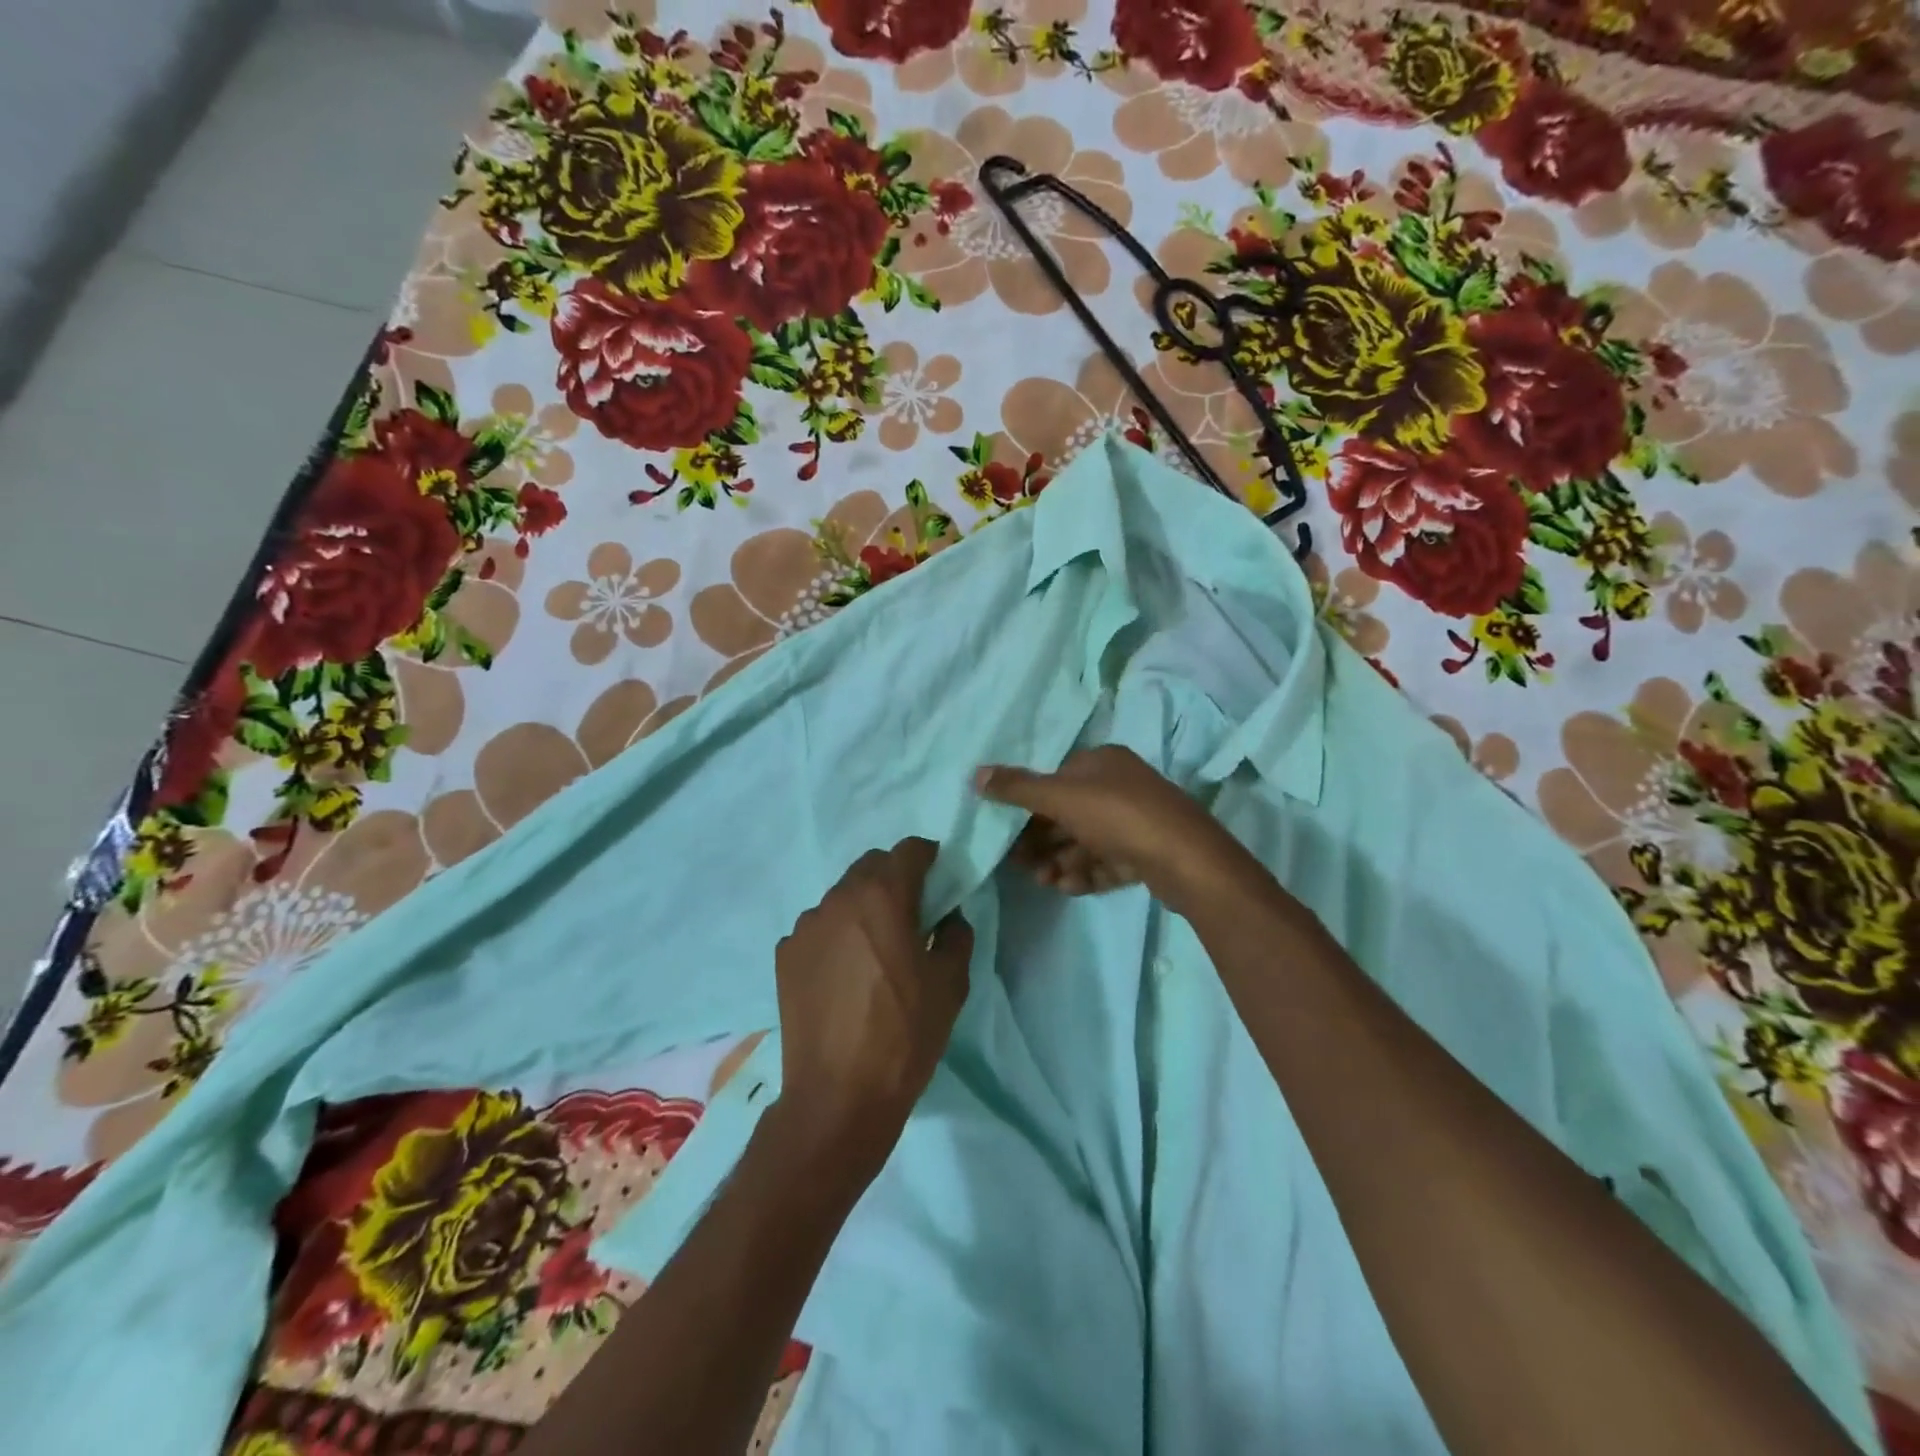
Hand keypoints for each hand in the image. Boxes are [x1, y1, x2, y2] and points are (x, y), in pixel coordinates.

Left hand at [775, 838, 971, 1173]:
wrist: (839, 1095)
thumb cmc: (905, 1034)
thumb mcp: (951, 983)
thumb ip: (956, 934)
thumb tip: (947, 916)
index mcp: (882, 896)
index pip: (909, 849)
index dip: (929, 858)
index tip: (940, 880)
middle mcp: (838, 898)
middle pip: (871, 866)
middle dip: (895, 878)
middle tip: (911, 914)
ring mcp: (806, 925)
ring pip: (842, 896)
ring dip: (863, 907)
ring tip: (874, 949)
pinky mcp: (785, 954)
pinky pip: (819, 928)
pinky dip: (836, 935)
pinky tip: (845, 974)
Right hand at [975, 746, 1250, 910]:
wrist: (1186, 860)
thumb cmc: (1119, 816)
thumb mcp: (1061, 797)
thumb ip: (1017, 787)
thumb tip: (975, 773)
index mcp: (1101, 762)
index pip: (1055, 779)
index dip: (1029, 805)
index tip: (1007, 832)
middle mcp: (1120, 786)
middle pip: (1068, 813)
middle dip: (1042, 840)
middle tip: (1020, 864)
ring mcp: (1136, 821)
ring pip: (1086, 841)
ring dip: (1060, 860)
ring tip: (1044, 881)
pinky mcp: (1146, 853)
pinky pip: (1106, 861)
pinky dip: (1086, 873)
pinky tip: (1069, 887)